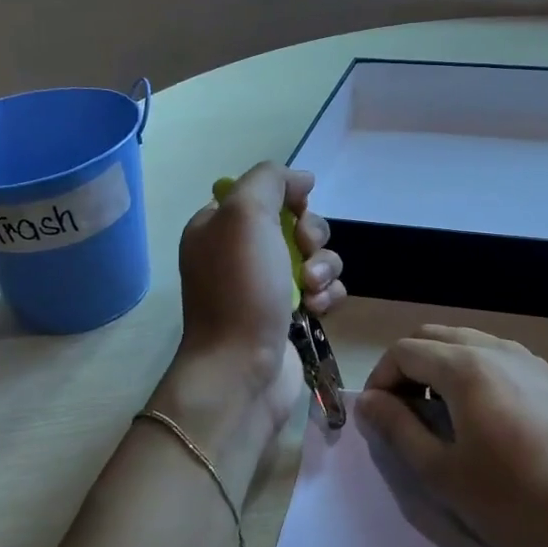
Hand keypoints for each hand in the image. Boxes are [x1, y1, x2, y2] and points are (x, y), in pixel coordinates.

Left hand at [175, 162, 345, 415]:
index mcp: (219, 227)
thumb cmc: (240, 289)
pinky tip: (318, 310)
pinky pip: (325, 290)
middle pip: (297, 224)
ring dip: (325, 267)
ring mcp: (267, 287)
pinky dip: (328, 295)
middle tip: (305, 254)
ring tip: (314, 290)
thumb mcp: (244, 215)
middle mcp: (241, 254)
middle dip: (312, 235)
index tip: (297, 211)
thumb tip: (302, 178)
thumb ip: (270, 180)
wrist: (242, 368)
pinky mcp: (292, 315)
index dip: (288, 198)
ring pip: (317, 256)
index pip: (263, 194)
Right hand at [355, 326, 547, 546]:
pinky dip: (477, 373)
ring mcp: (531, 360)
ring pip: (471, 343)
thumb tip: (367, 400)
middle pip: (436, 337)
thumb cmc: (515, 500)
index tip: (378, 418)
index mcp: (466, 366)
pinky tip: (487, 418)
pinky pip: (501, 358)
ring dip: (443, 367)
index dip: (380, 379)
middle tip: (405, 414)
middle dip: (409, 367)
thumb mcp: (442, 473)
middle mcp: (498, 349)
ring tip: (442, 416)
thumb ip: (398, 429)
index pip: (404, 350)